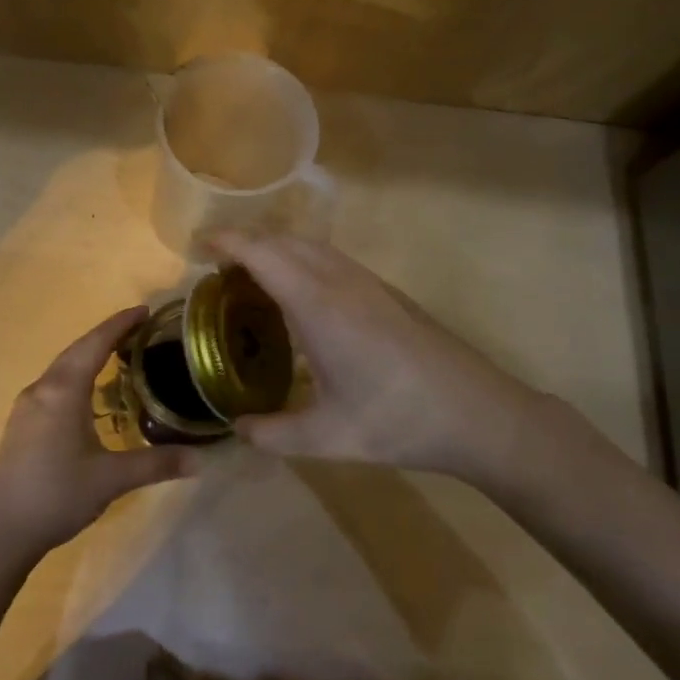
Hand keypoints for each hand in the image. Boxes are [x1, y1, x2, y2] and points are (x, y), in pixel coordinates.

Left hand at [0, 307, 193, 562]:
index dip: (120, 324)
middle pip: (77, 350)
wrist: (0, 530)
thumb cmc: (57, 495)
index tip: (144, 310)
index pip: (95, 344)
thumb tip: (199, 460)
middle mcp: (42, 389)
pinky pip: (54, 385)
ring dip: (89, 356)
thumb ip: (156, 464)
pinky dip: (77, 376)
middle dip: (107, 336)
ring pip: (63, 368)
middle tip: (139, 329)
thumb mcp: (111, 479)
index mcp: (63, 391)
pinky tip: (90, 394)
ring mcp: (27, 406)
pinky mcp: (21, 424)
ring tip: (119, 356)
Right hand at [210, 231, 554, 483]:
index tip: (200, 246)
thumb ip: (274, 434)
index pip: (264, 255)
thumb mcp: (329, 438)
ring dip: (277, 249)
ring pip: (312, 247)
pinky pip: (331, 260)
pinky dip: (301, 261)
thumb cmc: (400, 421)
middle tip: (217, 269)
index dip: (229, 243)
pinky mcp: (386, 293)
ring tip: (251, 279)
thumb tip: (237, 430)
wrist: (480, 414)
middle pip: (286, 242)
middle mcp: (341, 282)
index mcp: (320, 307)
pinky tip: (299, 297)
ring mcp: (368, 284)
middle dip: (247, 243)